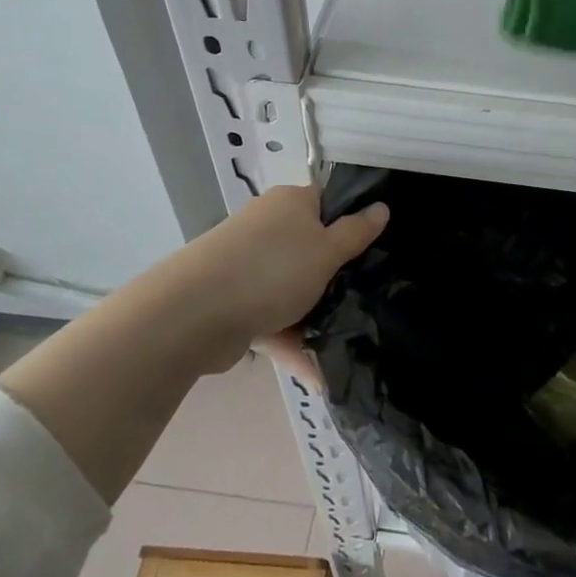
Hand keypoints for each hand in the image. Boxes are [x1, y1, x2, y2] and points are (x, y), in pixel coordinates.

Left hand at [170, 185, 388, 363]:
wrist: (193, 314)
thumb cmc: (273, 269)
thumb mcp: (327, 250)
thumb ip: (357, 232)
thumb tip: (381, 207)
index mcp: (291, 203)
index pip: (329, 202)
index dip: (354, 222)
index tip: (376, 250)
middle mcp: (268, 227)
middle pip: (312, 247)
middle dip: (336, 276)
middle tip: (366, 297)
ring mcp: (248, 265)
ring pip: (292, 287)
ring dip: (314, 315)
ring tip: (347, 344)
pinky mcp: (234, 300)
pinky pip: (272, 318)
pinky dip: (292, 341)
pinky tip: (318, 374)